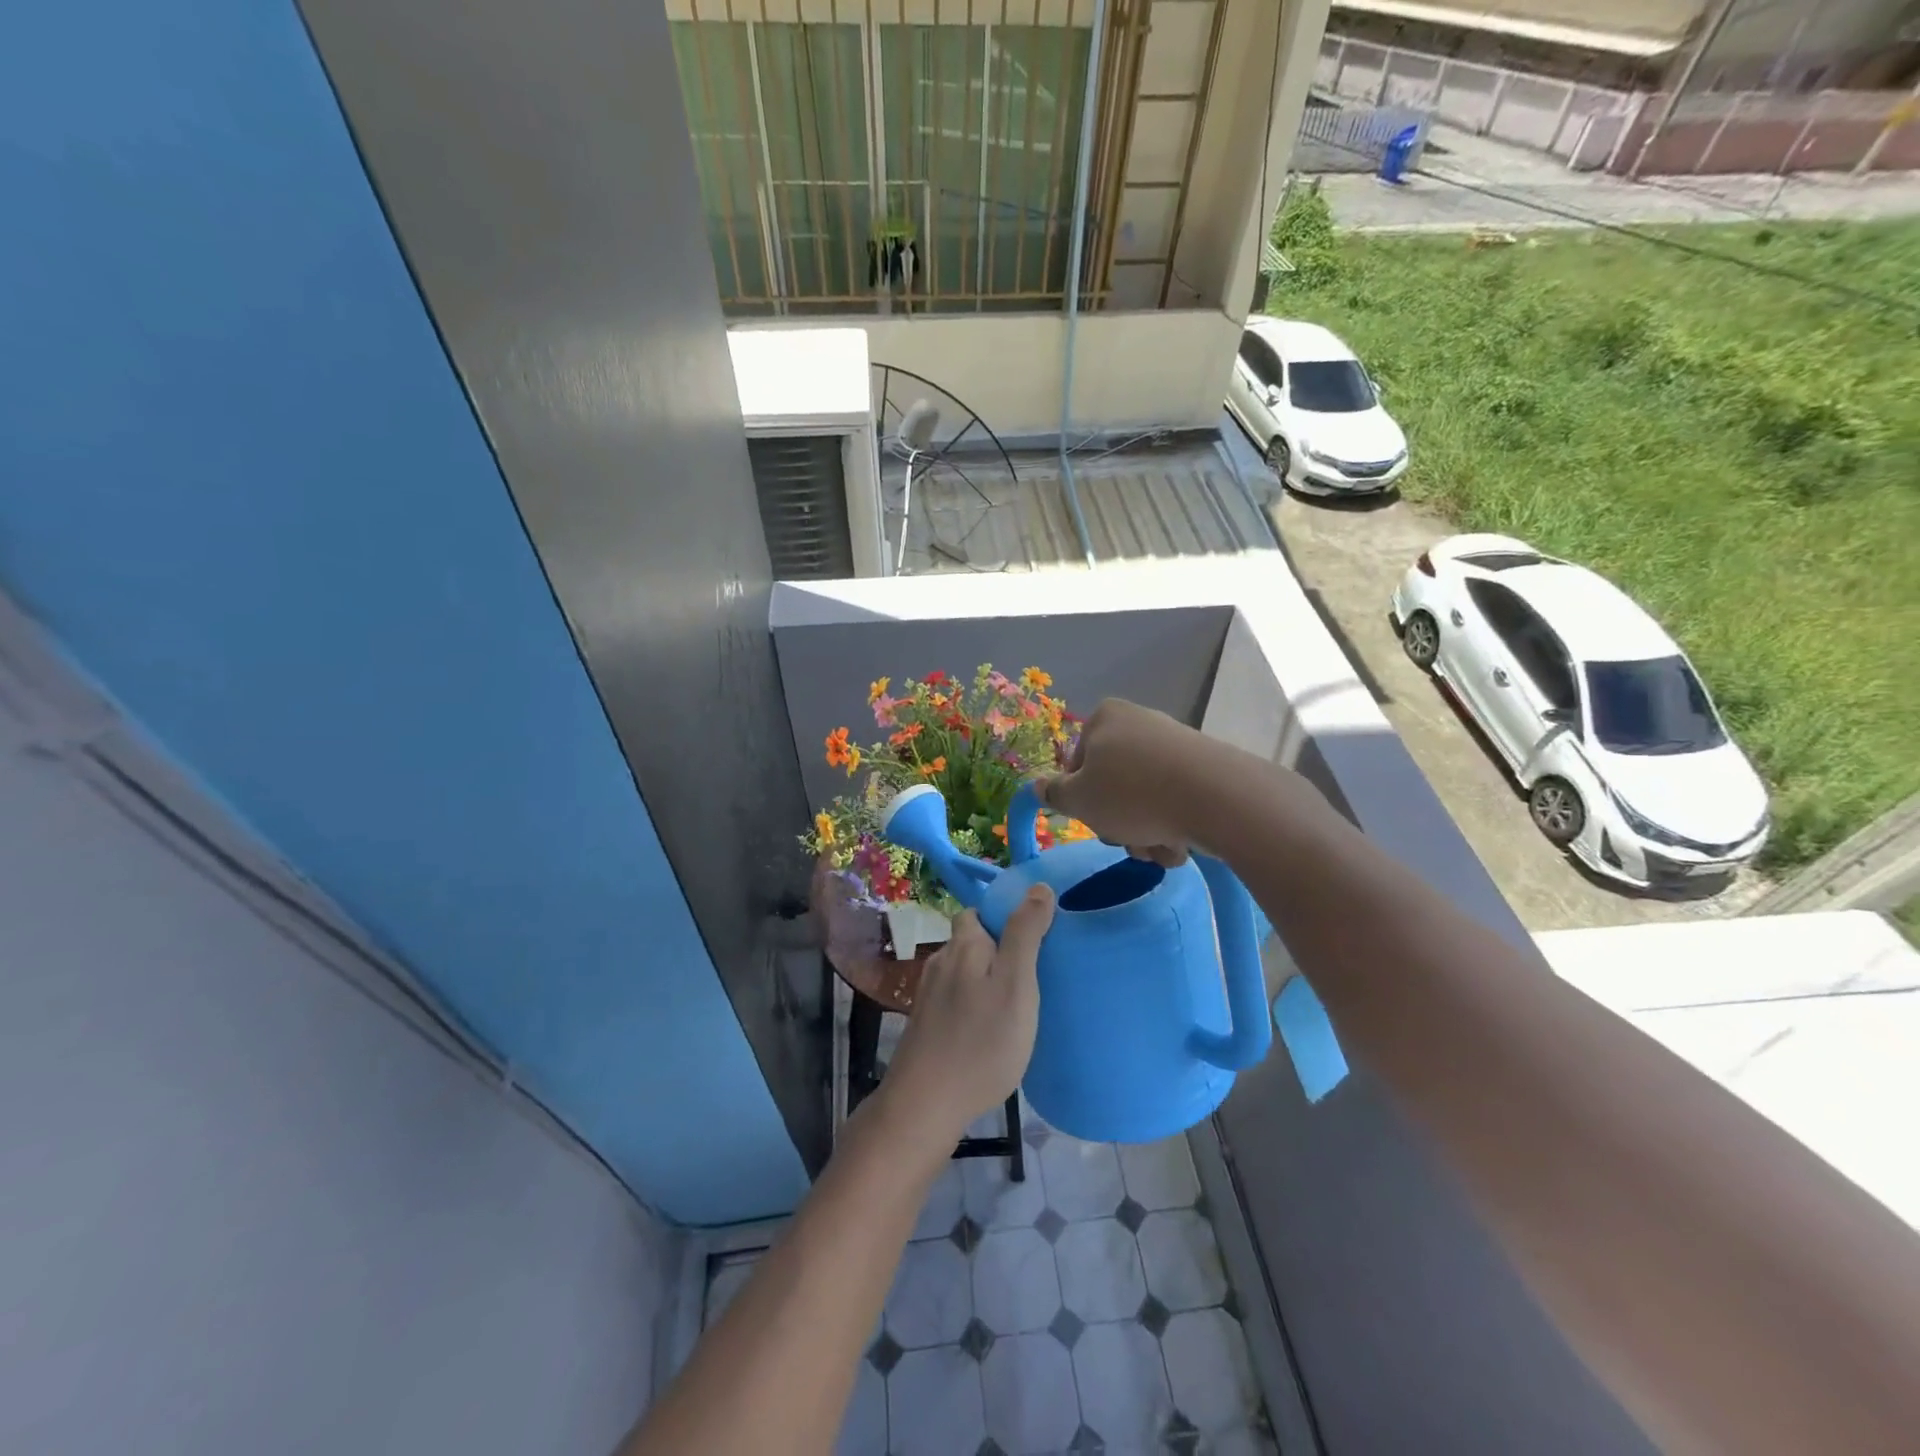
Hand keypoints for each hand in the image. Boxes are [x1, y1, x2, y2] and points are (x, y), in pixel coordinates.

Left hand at [883, 888, 1055, 1144]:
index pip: (979, 912)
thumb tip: (1038, 886)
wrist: (925, 1104)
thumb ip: (1025, 934)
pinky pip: (955, 998)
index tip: (1034, 937)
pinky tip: (988, 1027)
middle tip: (1030, 974)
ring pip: (963, 971)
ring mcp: (928, 994)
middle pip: (970, 941)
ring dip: (985, 978)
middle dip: (997, 948)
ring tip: (1015, 1002)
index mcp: (964, 945)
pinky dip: (973, 1003)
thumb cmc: (981, 1042)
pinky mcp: (925, 1023)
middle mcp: (941, 961)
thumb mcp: (1016, 984)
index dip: (1004, 917)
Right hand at [1037, 699, 1210, 865]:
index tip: (1092, 818)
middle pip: (1113, 784)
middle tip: (1127, 839)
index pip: (1077, 764)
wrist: (1215, 798)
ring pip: (1145, 799)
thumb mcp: (1078, 799)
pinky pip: (1176, 801)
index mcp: (1105, 718)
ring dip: (1145, 832)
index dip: (1080, 798)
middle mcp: (1140, 723)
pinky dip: (1173, 826)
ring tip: (1159, 847)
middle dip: (1118, 821)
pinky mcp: (1204, 767)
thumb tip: (1038, 785)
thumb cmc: (1131, 794)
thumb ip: (1054, 793)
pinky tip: (1181, 844)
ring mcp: (1175, 744)